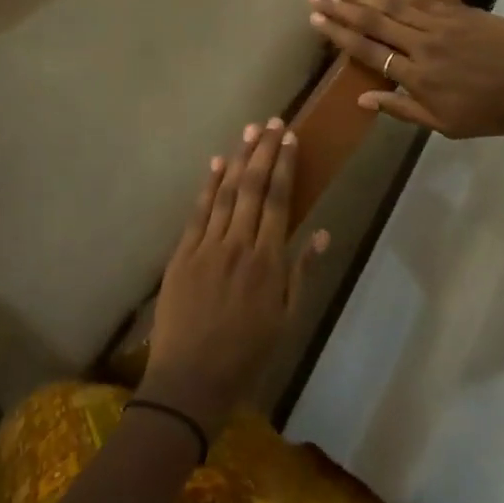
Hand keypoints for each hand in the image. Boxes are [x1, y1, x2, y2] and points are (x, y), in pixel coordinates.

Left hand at [141, 119, 330, 434]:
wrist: (191, 380)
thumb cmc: (246, 354)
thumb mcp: (286, 319)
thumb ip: (302, 272)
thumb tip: (320, 232)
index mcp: (268, 261)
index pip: (279, 200)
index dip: (285, 166)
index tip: (290, 139)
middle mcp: (239, 244)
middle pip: (253, 187)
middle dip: (264, 152)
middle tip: (272, 122)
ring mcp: (207, 246)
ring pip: (226, 192)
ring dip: (239, 159)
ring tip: (250, 131)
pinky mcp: (182, 253)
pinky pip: (198, 211)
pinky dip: (208, 185)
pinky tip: (217, 162)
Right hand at [307, 0, 503, 137]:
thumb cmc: (493, 112)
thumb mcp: (446, 125)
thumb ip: (402, 110)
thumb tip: (362, 99)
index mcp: (417, 77)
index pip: (368, 51)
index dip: (339, 34)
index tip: (316, 20)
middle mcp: (422, 45)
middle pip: (373, 22)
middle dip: (340, 8)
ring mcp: (440, 24)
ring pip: (392, 5)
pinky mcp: (457, 12)